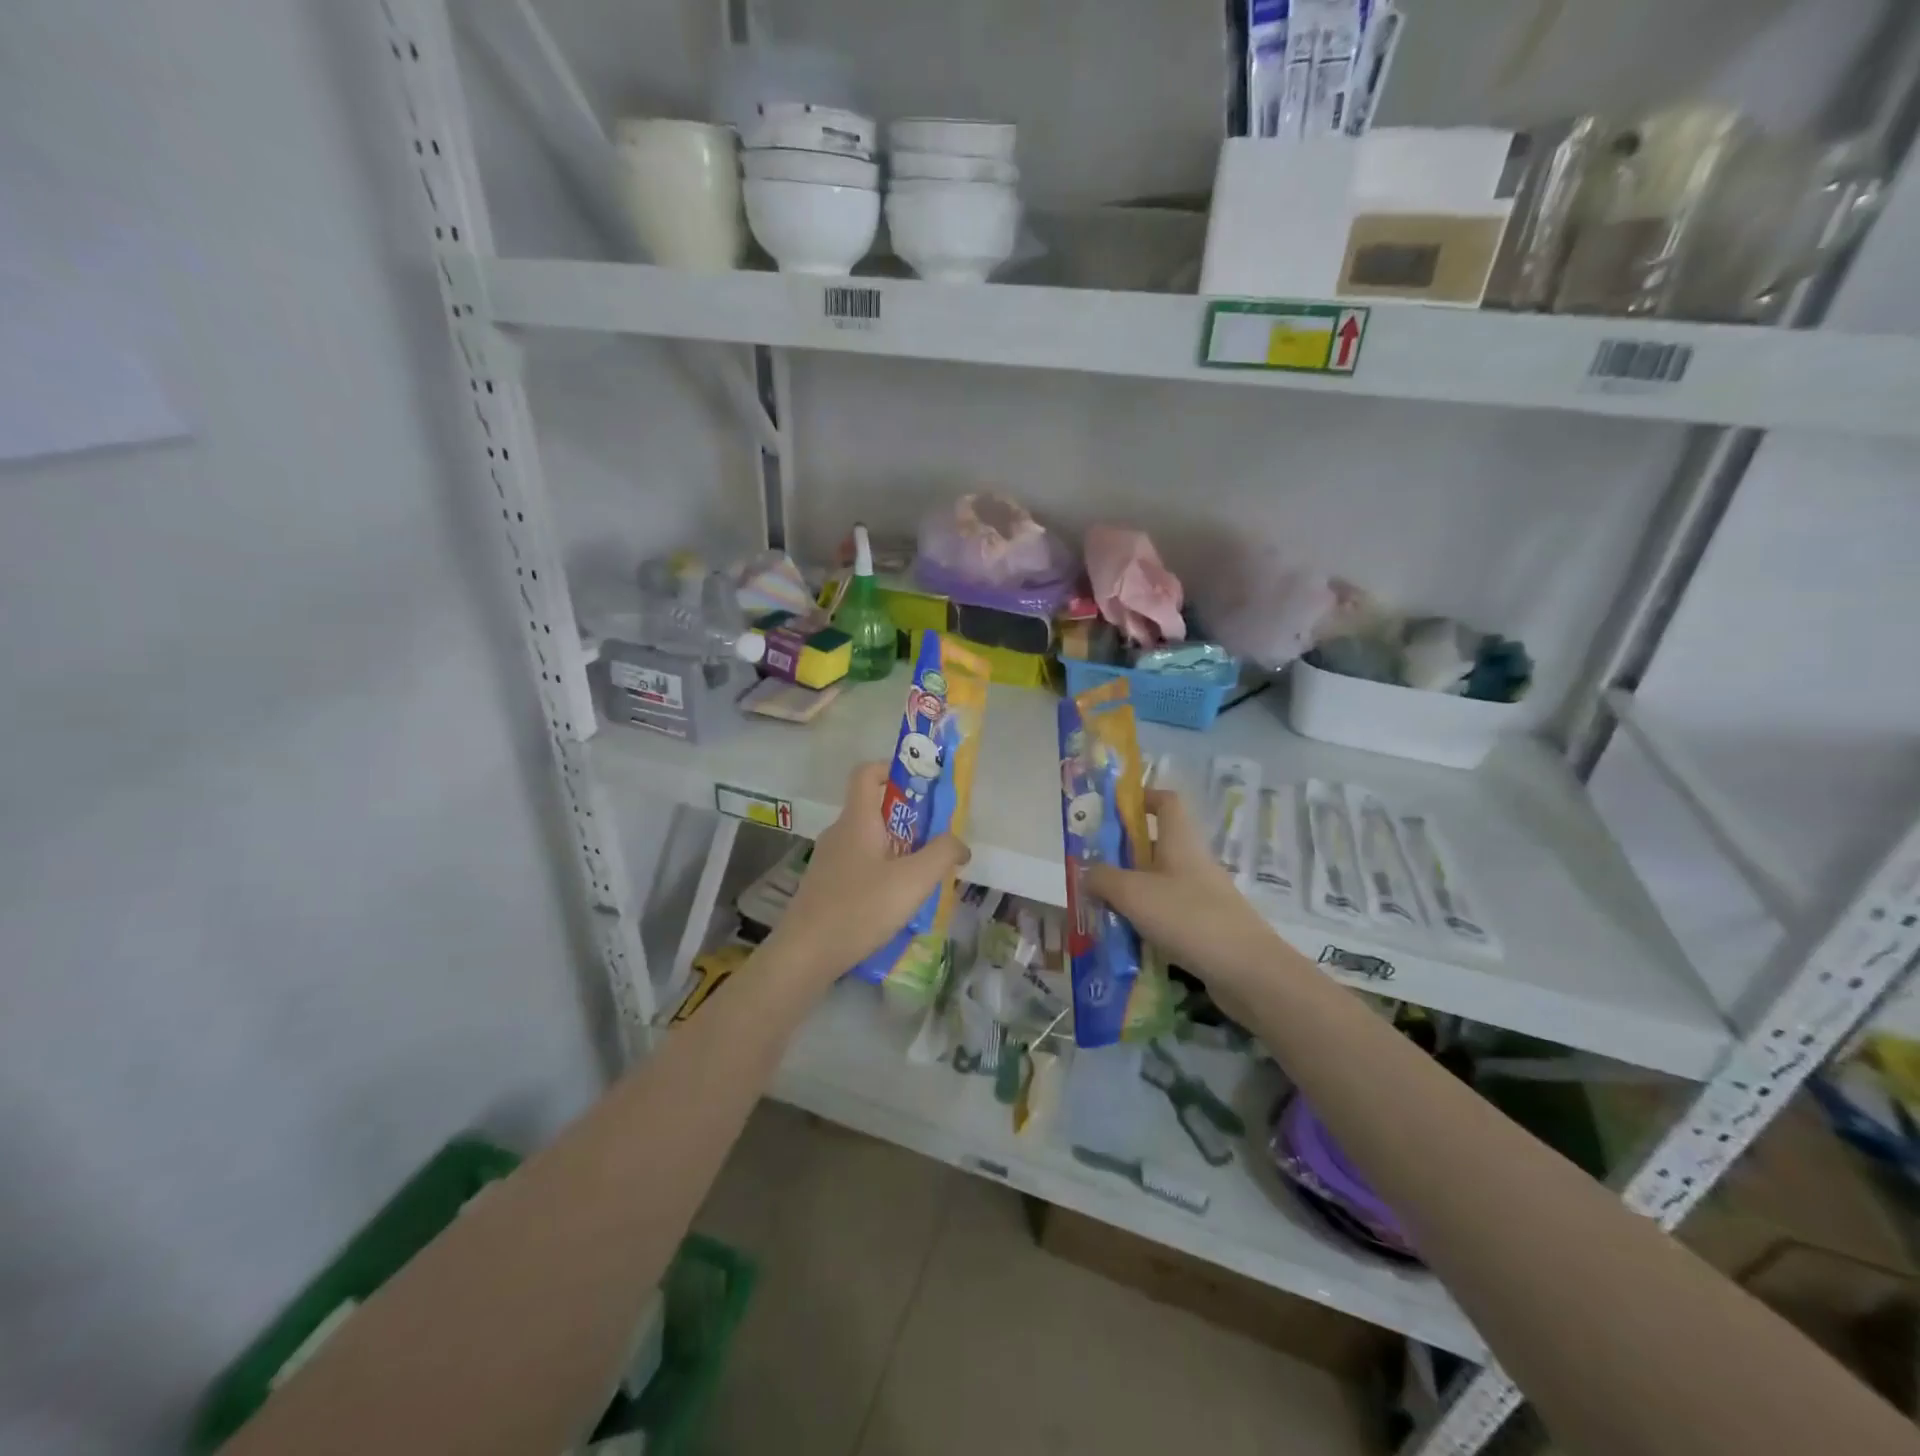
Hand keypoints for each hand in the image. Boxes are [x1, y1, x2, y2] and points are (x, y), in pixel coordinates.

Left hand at [767, 763, 970, 986]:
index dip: (892, 769)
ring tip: (922, 876)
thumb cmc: (860, 908)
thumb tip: (960, 844)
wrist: (805, 954)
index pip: (866, 772)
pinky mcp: (824, 886)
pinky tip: (895, 903)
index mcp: (857, 820)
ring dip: (897, 849)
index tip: (921, 786)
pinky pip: (859, 865)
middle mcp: (839, 832)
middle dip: (908, 818)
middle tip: (935, 840)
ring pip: (868, 840)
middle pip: (873, 808)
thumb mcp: (913, 880)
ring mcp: (828, 860)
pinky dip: (881, 872)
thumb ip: (943, 854)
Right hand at [1085, 788, 1280, 990]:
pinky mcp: (1207, 928)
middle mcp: (1194, 863)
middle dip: (1124, 855)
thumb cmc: (1188, 917)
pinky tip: (1127, 941)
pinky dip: (1147, 923)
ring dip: (1132, 893)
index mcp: (1180, 842)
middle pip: (1157, 846)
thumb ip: (1102, 878)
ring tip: (1101, 910)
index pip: (1167, 802)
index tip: (1114, 810)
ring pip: (1160, 884)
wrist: (1247, 971)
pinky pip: (1170, 916)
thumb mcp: (1133, 893)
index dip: (1143, 798)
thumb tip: (1086, 873)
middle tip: (1092, 870)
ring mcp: (1203, 897)